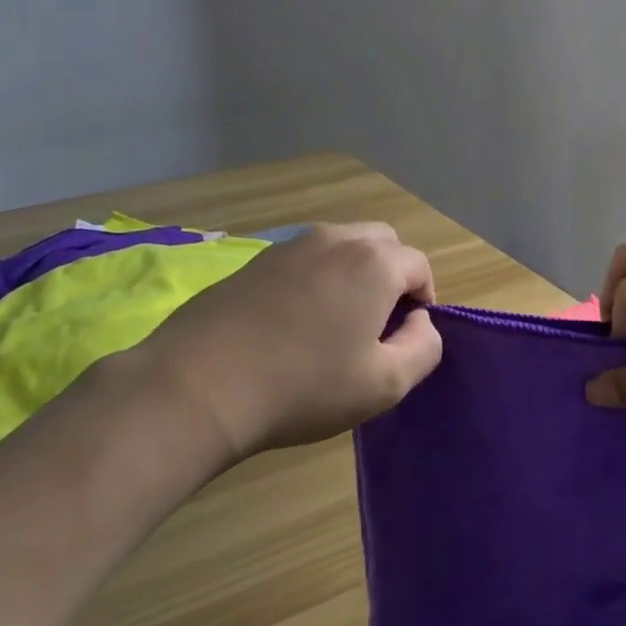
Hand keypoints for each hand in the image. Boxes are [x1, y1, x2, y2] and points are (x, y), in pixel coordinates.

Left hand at [120, 223, 441, 460]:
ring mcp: (291, 245)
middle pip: (382, 243)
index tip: (406, 337)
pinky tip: (293, 322)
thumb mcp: (385, 384)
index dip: (423, 299)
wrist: (201, 385)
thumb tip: (420, 322)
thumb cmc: (305, 386)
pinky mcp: (256, 259)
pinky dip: (315, 279)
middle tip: (376, 325)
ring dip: (353, 274)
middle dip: (391, 276)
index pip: (419, 265)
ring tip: (334, 323)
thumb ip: (424, 347)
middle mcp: (336, 238)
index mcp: (374, 262)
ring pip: (341, 246)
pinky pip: (304, 259)